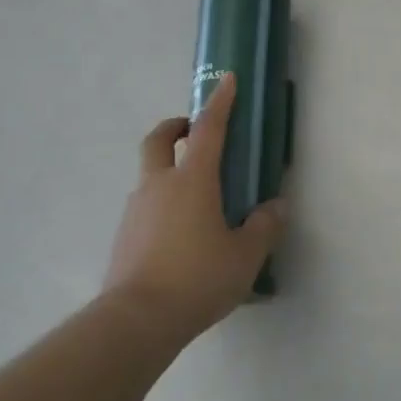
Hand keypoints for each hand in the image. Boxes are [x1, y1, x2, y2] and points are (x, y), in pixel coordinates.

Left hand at [103, 73, 288, 338]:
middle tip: (191, 130)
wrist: (137, 320)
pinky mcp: (124, 235)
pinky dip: (162, 204)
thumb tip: (276, 207)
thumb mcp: (245, 255)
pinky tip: (180, 235)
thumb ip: (264, 226)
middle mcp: (159, 185)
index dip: (220, 102)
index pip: (208, 129)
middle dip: (175, 127)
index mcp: (192, 181)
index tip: (226, 80)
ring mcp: (136, 209)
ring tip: (198, 199)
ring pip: (150, 175)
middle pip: (158, 140)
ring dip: (169, 170)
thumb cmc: (198, 278)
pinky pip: (146, 206)